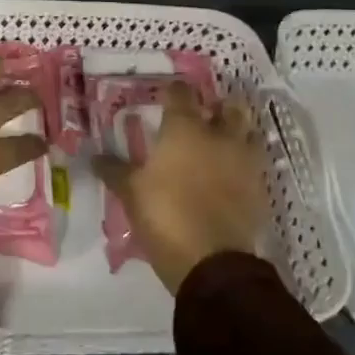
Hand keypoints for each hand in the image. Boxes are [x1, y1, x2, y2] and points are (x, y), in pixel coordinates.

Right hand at [95, 82, 265, 293]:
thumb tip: (95, 157)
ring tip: (221, 142)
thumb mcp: (131, 193)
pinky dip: (245, 164)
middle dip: (218, 107)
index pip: (181, 93)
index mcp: (185, 129)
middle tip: (202, 116)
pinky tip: (231, 175)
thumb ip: (114, 170)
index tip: (165, 96)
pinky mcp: (259, 190)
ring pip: (250, 133)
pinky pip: (255, 166)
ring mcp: (245, 162)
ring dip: (238, 132)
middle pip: (229, 107)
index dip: (173, 91)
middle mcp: (219, 137)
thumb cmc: (166, 216)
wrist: (213, 263)